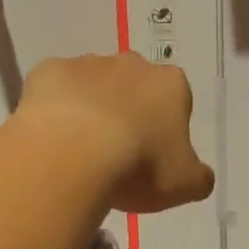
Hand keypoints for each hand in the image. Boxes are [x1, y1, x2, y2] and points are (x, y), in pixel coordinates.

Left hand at [15, 53, 215, 213]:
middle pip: (134, 85)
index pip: (175, 101)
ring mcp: (88, 63)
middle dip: (127, 110)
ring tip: (78, 149)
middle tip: (115, 152)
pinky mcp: (48, 70)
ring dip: (89, 107)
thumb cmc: (138, 167)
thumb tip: (199, 175)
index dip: (164, 128)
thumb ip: (198, 176)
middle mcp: (132, 64)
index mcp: (171, 85)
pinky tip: (49, 136)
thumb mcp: (185, 185)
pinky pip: (54, 87)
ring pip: (93, 83)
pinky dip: (53, 106)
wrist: (72, 155)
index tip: (151, 157)